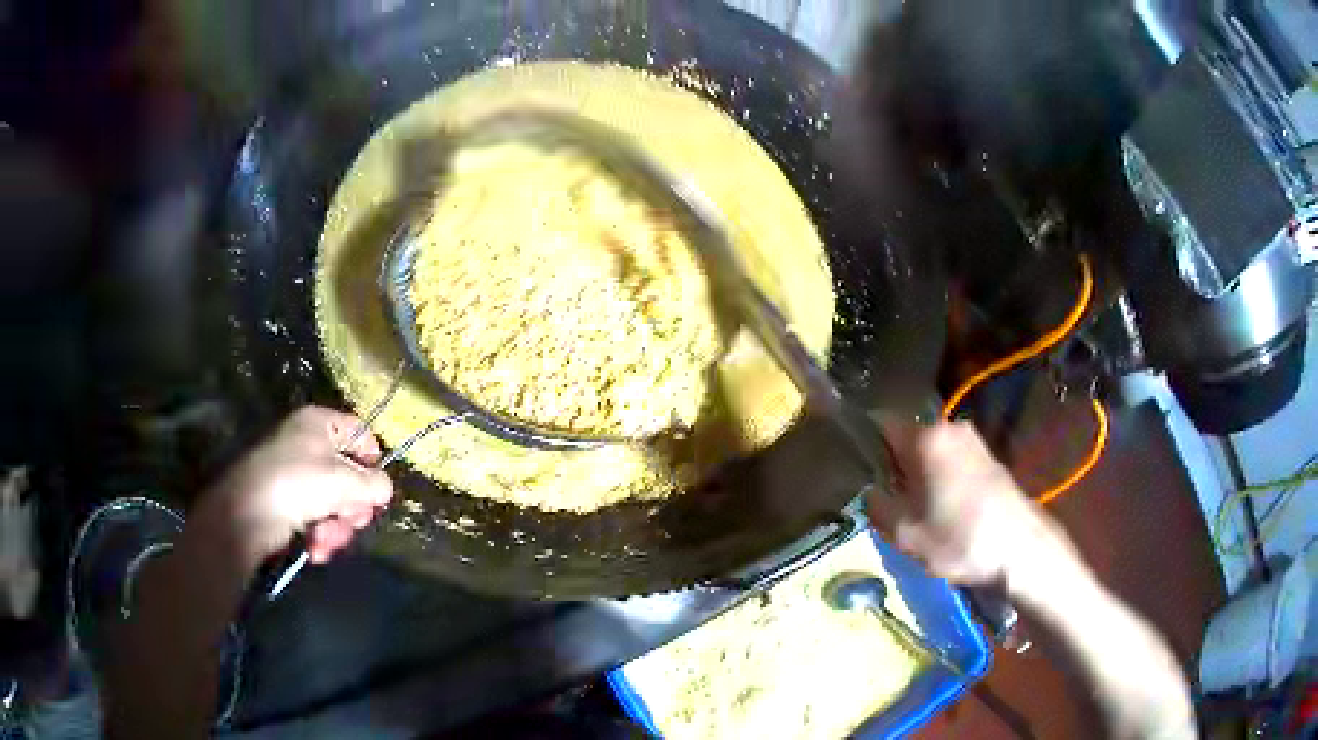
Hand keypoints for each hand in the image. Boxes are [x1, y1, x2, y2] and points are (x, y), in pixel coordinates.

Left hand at [200, 406, 393, 571]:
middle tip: (352, 520)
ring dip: (338, 527)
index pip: (361, 433)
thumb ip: (374, 483)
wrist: (247, 515)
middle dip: (353, 506)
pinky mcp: (287, 504)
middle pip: (350, 475)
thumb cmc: (296, 484)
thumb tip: (383, 489)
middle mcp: (308, 444)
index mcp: (320, 423)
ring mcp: (296, 475)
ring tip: (326, 539)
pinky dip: (321, 535)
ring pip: (335, 503)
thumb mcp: (344, 480)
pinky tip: (315, 547)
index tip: (376, 489)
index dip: (373, 461)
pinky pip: (317, 517)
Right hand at [867, 420, 1076, 593]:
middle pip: (906, 439)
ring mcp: (973, 440)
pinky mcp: (989, 457)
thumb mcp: (904, 533)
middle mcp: (949, 427)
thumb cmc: (960, 538)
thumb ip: (877, 507)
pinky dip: (940, 479)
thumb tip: (871, 491)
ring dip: (918, 475)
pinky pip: (951, 460)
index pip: (880, 423)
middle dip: (893, 466)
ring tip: (915, 512)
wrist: (1021, 549)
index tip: (855, 472)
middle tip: (887, 501)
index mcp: (925, 437)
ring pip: (930, 452)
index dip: (862, 445)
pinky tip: (942, 511)